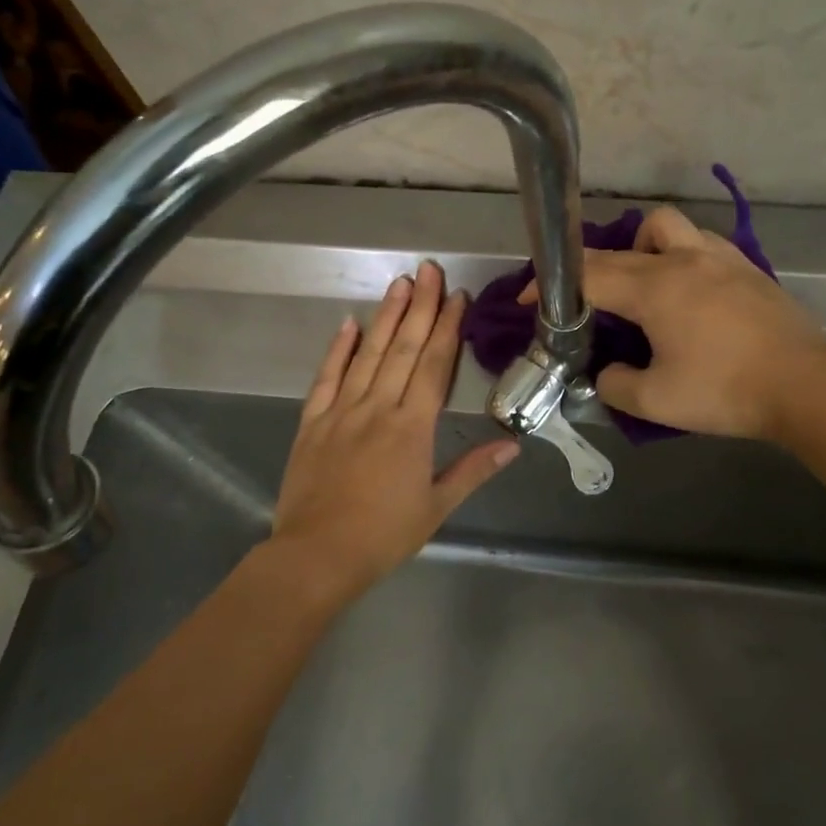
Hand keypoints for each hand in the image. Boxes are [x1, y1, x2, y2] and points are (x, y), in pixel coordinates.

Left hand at [267, 261, 519, 599]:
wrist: (316, 555)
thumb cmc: (383, 535)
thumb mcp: (436, 507)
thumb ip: (473, 470)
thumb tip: (513, 445)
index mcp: (412, 428)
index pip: (433, 366)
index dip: (448, 329)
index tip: (457, 297)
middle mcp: (377, 408)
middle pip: (403, 348)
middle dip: (420, 307)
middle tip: (430, 269)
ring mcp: (340, 411)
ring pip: (367, 354)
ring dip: (385, 316)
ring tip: (400, 283)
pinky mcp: (311, 422)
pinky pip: (326, 377)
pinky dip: (338, 349)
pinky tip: (349, 323)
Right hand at [528, 206, 825, 439]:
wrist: (807, 385)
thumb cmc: (726, 391)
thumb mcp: (655, 401)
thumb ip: (615, 384)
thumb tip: (606, 373)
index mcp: (654, 289)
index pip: (588, 275)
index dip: (551, 286)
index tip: (529, 299)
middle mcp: (682, 260)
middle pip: (619, 249)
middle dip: (587, 269)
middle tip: (577, 299)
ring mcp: (718, 257)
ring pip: (664, 227)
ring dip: (639, 247)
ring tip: (638, 283)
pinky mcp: (746, 266)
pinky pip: (699, 242)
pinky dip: (678, 254)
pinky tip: (685, 288)